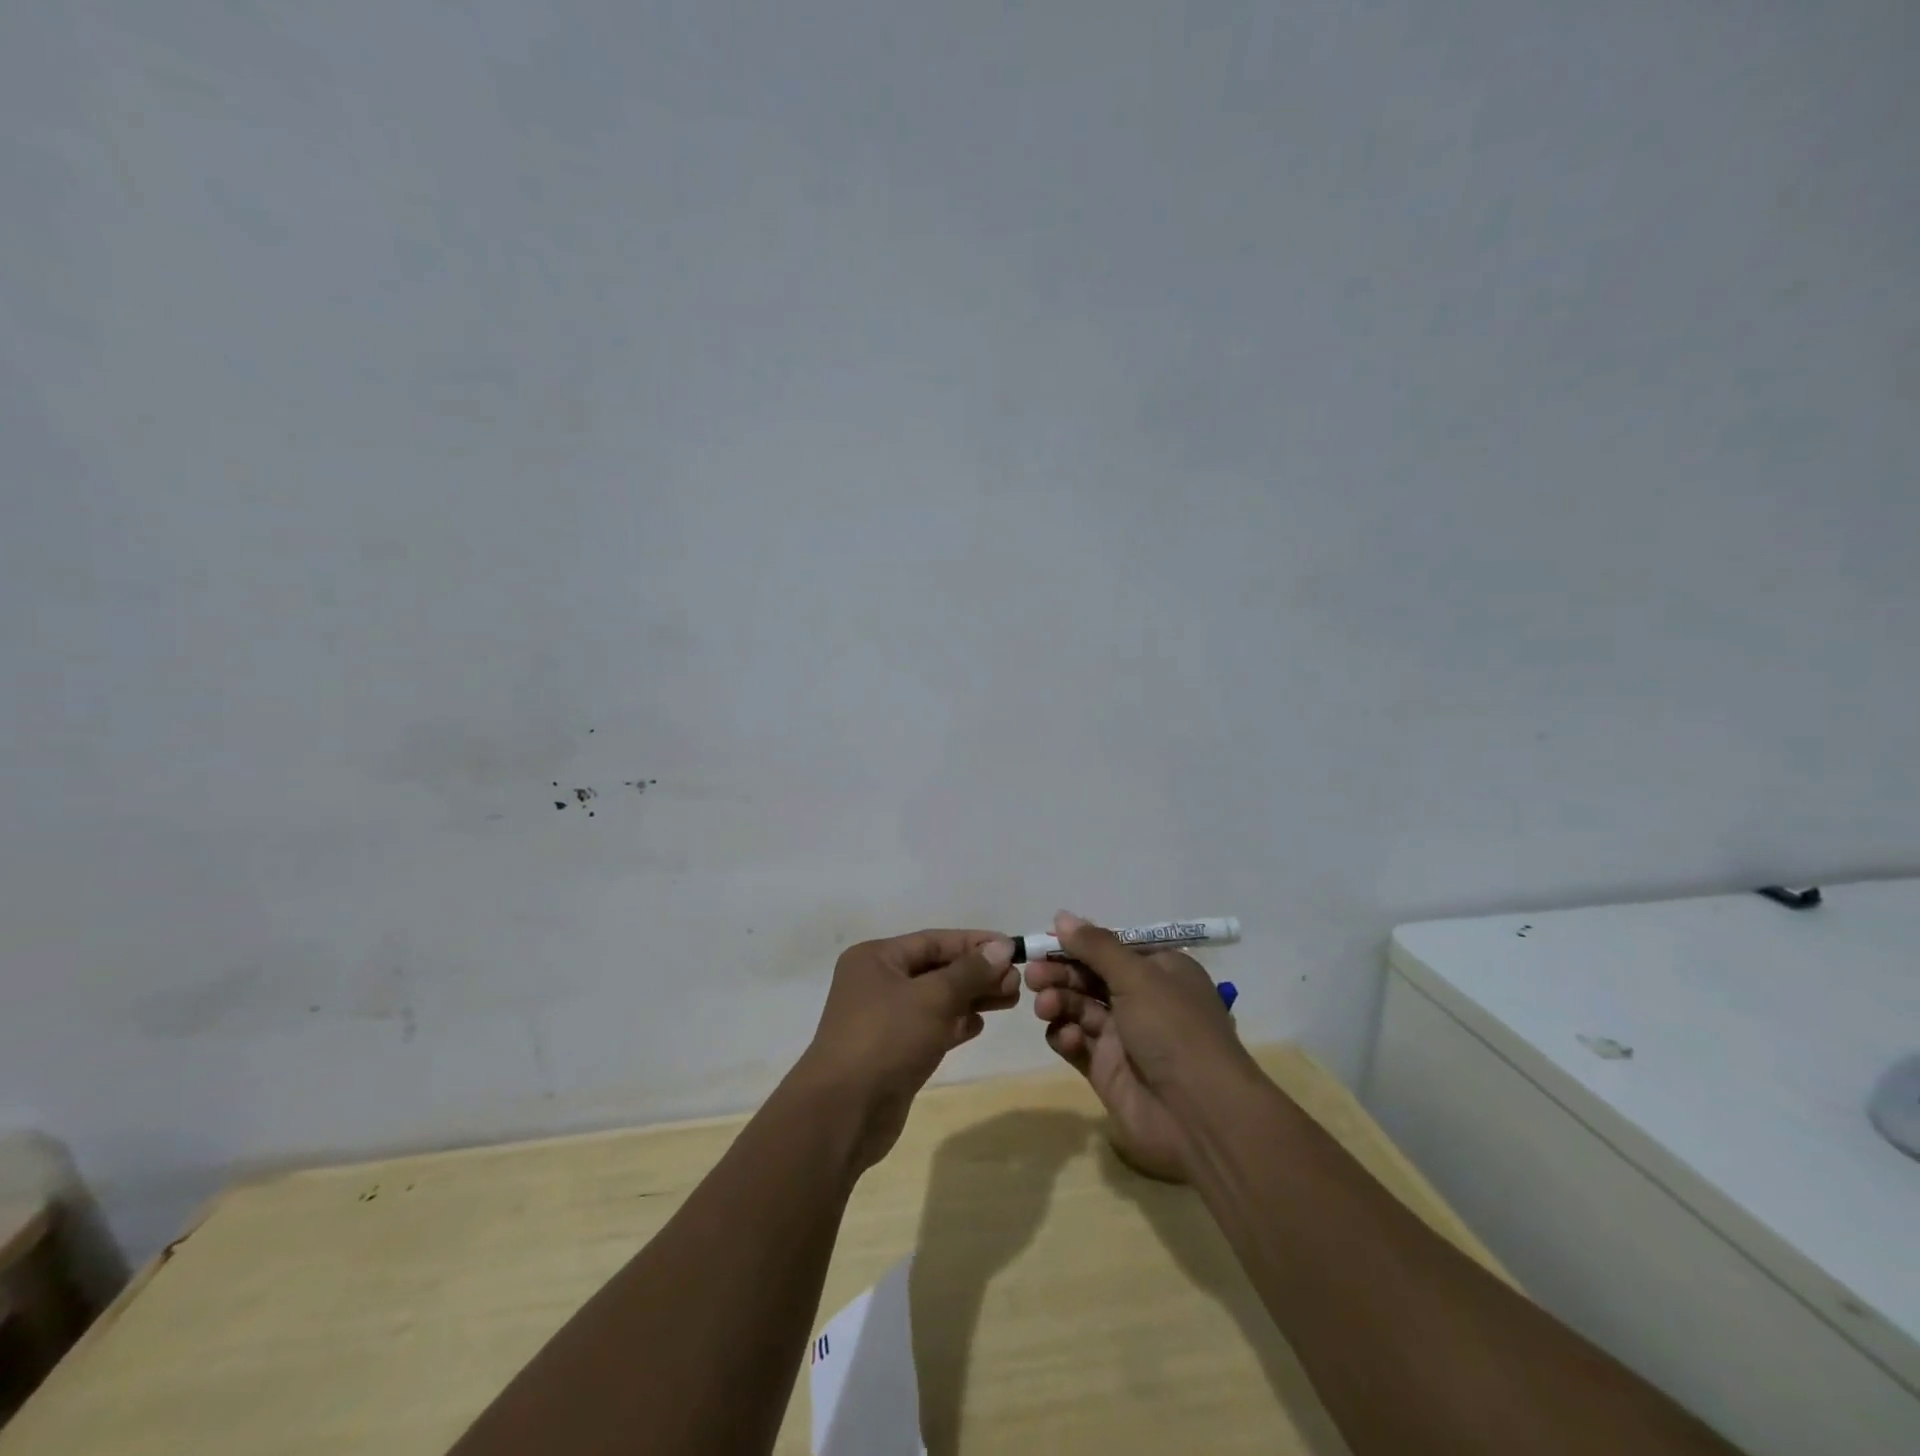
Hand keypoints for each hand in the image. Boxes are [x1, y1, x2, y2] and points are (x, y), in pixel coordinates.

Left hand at [795, 929, 1020, 1171]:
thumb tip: (1002, 947)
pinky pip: (930, 1027)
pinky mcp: (893, 1051)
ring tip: (1011, 999)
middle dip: (977, 973)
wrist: (844, 1113)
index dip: (975, 943)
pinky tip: (980, 1024)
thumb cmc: (886, 1039)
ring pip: (936, 999)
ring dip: (971, 998)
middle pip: (936, 969)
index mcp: (876, 958)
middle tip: (1018, 982)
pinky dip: (955, 1023)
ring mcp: (883, 1019)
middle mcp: (877, 982)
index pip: (934, 941)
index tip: (1013, 948)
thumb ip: (969, 972)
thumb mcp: (932, 998)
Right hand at [1026, 911, 1254, 1181]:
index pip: (1111, 948)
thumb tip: (1061, 916)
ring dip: (1058, 1001)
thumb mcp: (1137, 976)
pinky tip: (1067, 1038)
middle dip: (1060, 972)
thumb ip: (1095, 946)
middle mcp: (1142, 999)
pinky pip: (1077, 1043)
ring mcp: (1123, 1036)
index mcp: (1159, 971)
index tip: (1045, 940)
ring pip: (1078, 1008)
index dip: (1078, 943)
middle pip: (1089, 976)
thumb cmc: (1173, 1029)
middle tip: (1033, 974)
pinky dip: (1066, 1036)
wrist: (1199, 1115)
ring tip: (1045, 1006)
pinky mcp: (1106, 1070)